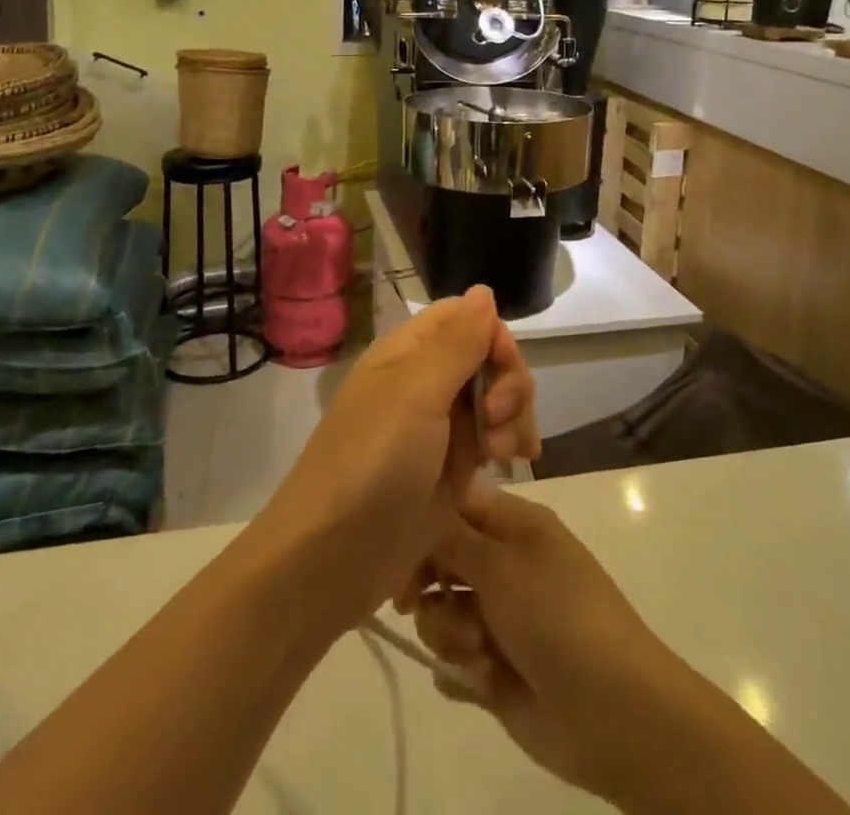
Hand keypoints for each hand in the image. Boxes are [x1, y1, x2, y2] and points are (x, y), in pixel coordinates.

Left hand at [254, 285, 538, 629]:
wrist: (332, 560)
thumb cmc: (373, 464)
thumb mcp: (416, 393)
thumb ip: (457, 341)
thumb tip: (483, 290)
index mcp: (409, 353)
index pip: (465, 318)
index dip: (493, 335)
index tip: (502, 367)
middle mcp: (425, 383)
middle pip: (488, 357)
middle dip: (508, 383)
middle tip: (498, 420)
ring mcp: (440, 428)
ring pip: (496, 397)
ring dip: (514, 416)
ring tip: (506, 453)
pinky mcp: (451, 470)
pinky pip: (494, 439)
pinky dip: (511, 443)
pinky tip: (517, 462)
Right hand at [406, 484, 687, 805]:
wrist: (608, 709)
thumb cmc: (556, 616)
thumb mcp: (501, 565)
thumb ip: (451, 539)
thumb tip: (421, 512)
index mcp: (515, 526)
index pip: (456, 505)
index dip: (425, 522)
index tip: (397, 547)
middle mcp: (505, 565)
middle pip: (441, 560)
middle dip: (429, 585)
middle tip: (416, 603)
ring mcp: (500, 619)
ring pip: (442, 614)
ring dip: (450, 634)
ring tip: (479, 653)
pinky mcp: (495, 669)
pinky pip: (453, 663)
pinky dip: (460, 671)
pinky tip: (482, 680)